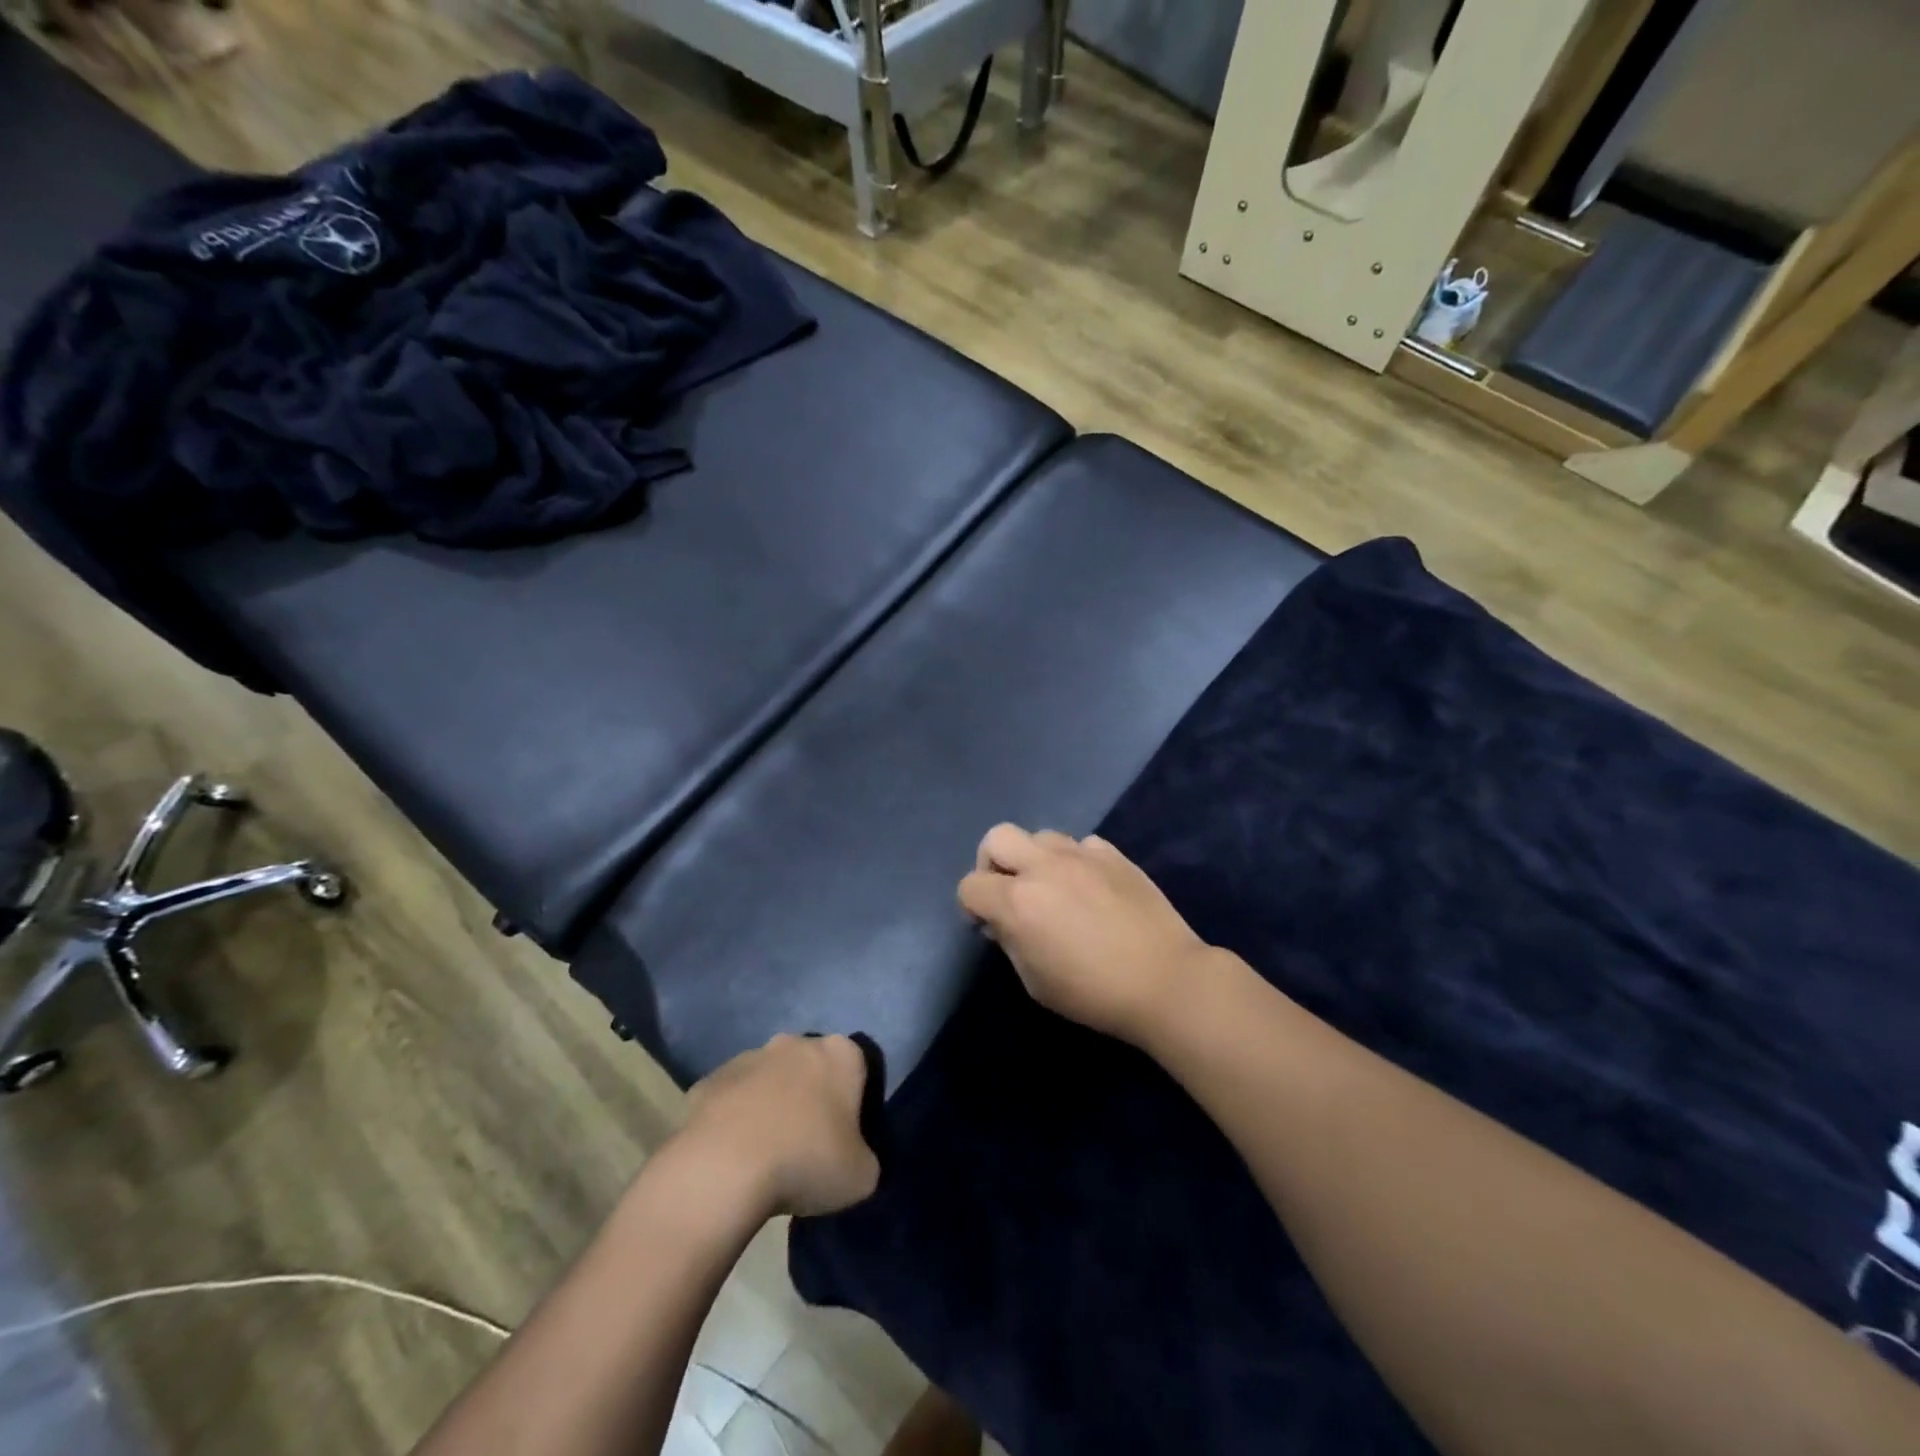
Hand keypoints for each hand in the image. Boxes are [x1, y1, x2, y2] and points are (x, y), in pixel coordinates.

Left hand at [683, 1034, 878, 1217]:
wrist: (723, 1167)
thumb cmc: (805, 1161)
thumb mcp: (861, 1176)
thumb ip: (864, 1157)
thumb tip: (851, 1158)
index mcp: (840, 1054)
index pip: (857, 1069)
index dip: (853, 1103)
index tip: (845, 1138)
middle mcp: (796, 1043)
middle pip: (811, 1067)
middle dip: (810, 1097)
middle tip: (807, 1145)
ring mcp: (749, 1056)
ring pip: (769, 1079)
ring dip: (770, 1105)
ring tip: (765, 1155)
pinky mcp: (710, 1078)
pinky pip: (731, 1098)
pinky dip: (734, 1119)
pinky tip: (731, 1156)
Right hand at [956, 824, 1213, 1044]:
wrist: (1165, 980)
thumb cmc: (1094, 993)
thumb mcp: (1035, 982)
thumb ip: (1010, 942)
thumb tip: (1002, 922)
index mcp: (1018, 902)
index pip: (970, 885)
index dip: (971, 906)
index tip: (988, 926)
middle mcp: (1044, 867)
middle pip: (997, 838)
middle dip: (992, 863)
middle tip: (1009, 893)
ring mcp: (1081, 854)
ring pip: (1039, 835)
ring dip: (1034, 859)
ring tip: (1053, 888)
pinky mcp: (1112, 854)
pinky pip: (1080, 845)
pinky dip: (1075, 861)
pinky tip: (1090, 888)